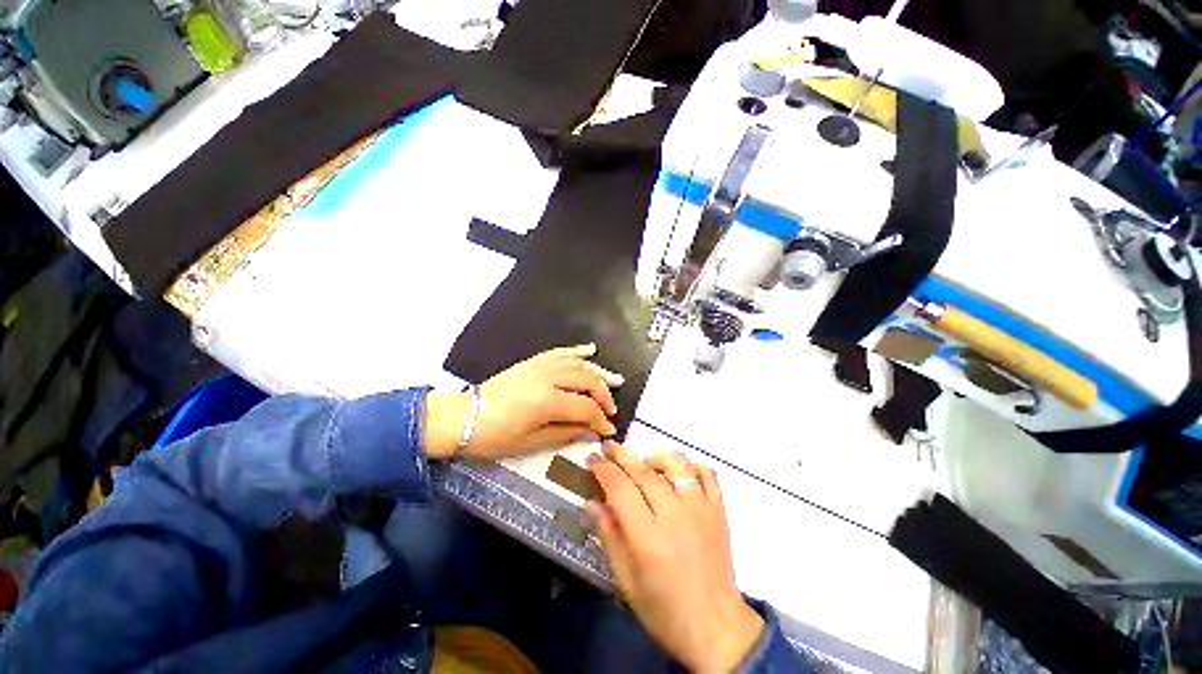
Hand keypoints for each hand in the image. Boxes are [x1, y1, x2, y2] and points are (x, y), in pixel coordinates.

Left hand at [425, 344, 623, 458]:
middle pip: (587, 381)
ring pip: (578, 364)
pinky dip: (577, 351)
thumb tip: (593, 432)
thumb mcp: (531, 442)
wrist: (464, 417)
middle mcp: (548, 378)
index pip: (586, 408)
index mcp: (547, 402)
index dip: (601, 420)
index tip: (609, 430)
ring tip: (614, 380)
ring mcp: (540, 366)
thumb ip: (566, 434)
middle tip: (611, 409)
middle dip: (604, 395)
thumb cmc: (495, 437)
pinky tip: (591, 349)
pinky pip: (560, 352)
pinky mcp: (533, 361)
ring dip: (598, 372)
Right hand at [585, 444, 763, 671]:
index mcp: (647, 535)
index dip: (603, 469)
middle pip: (643, 472)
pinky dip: (692, 466)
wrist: (714, 625)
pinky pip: (706, 474)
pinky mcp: (718, 510)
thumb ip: (608, 536)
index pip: (620, 488)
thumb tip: (590, 503)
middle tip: (609, 447)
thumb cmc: (663, 608)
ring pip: (676, 465)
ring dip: (656, 458)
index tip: (592, 459)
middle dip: (622, 456)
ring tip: (644, 464)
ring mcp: (699, 508)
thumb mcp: (626, 579)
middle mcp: (673, 513)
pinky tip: (680, 474)